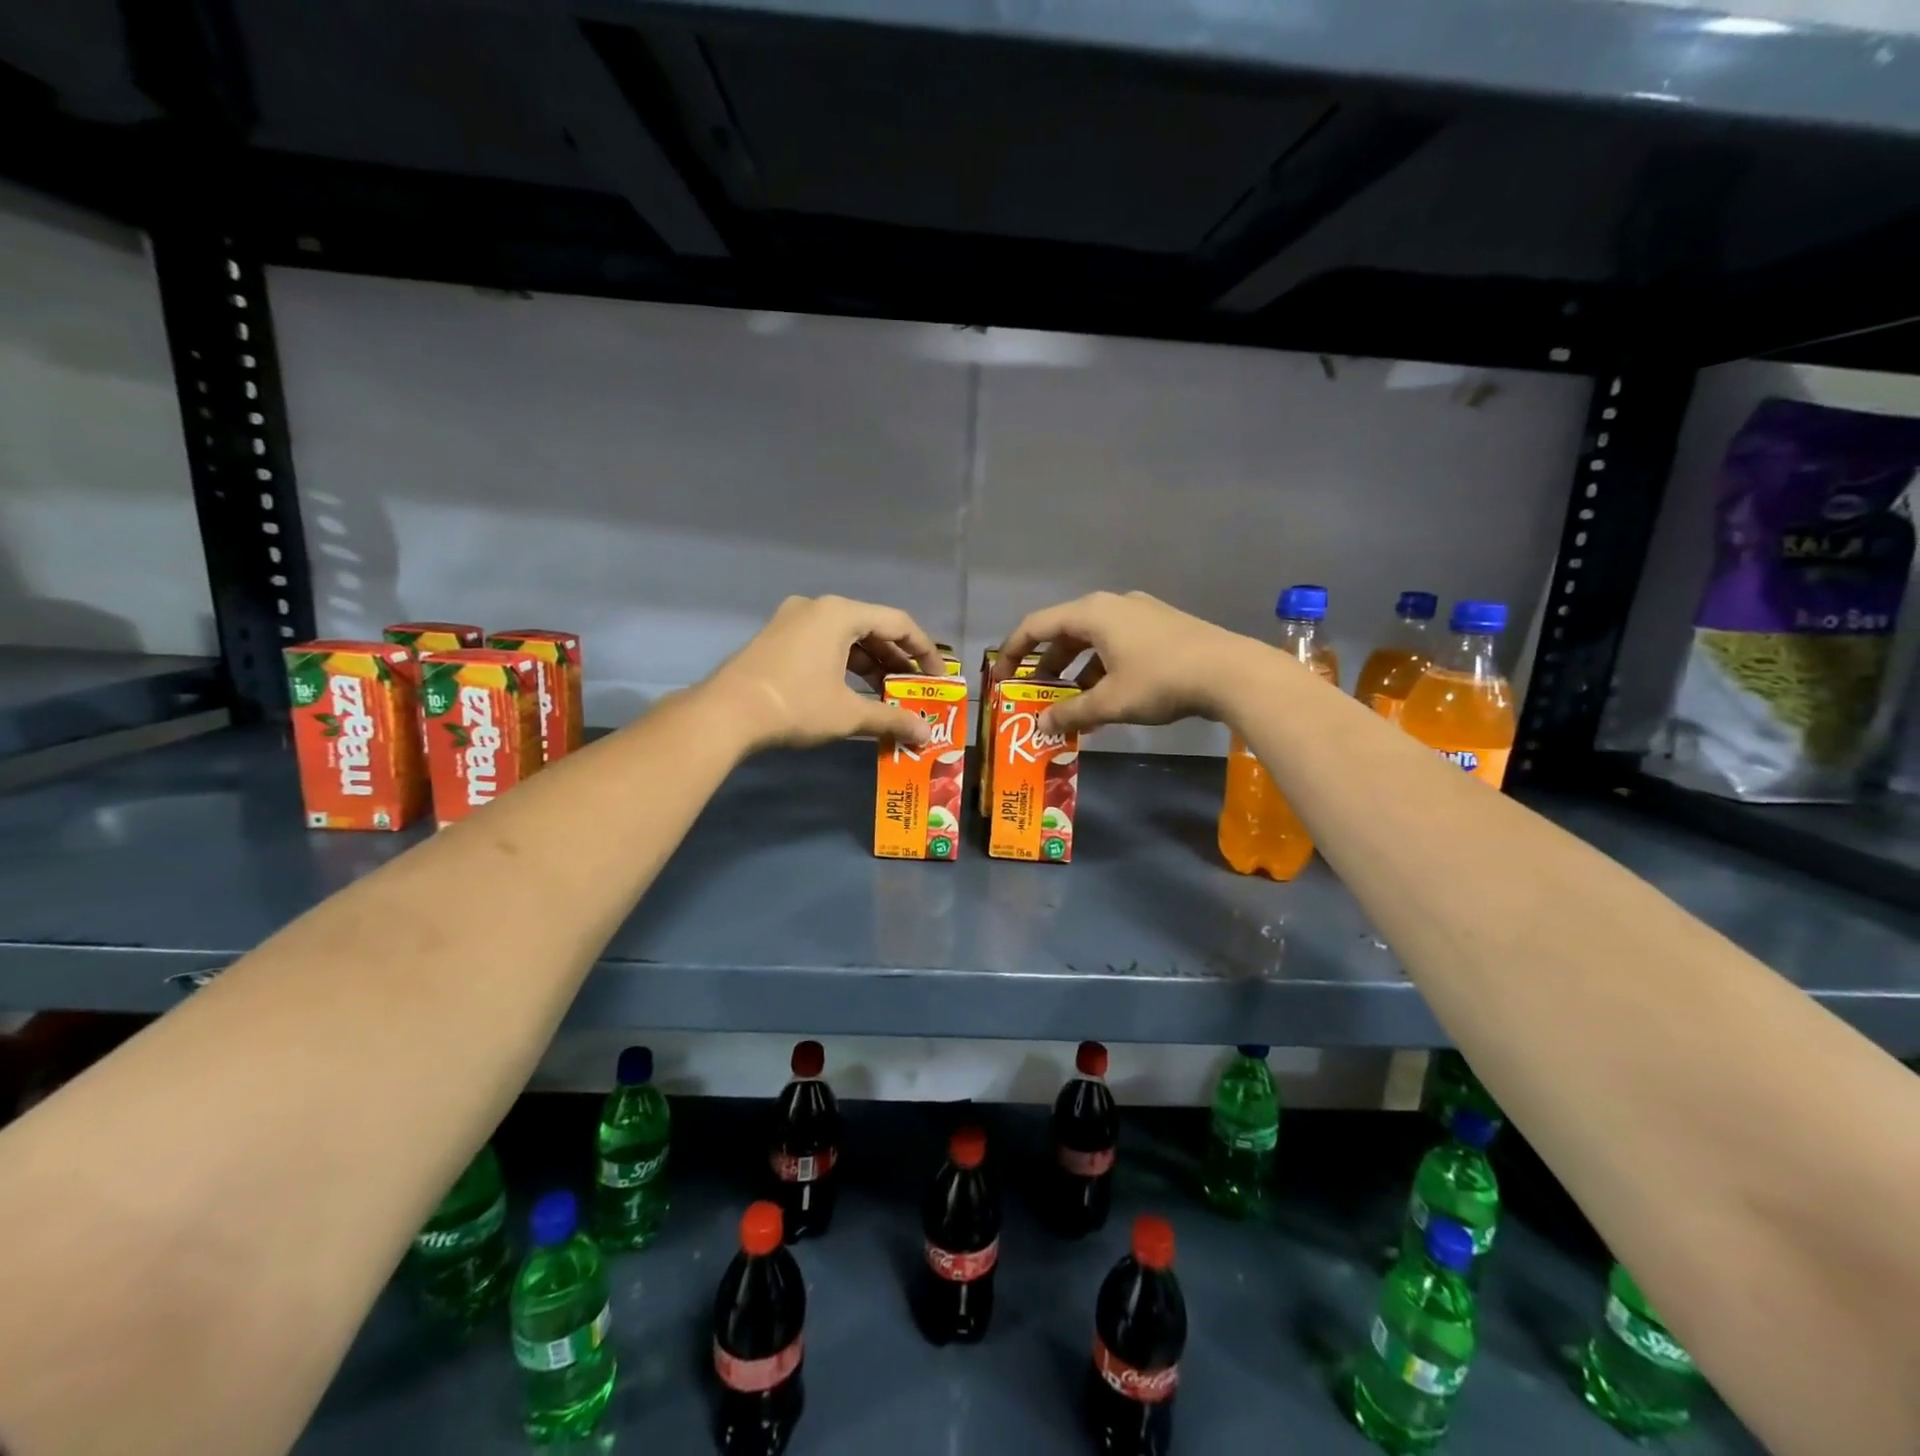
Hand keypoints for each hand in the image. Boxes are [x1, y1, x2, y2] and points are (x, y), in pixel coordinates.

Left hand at [706, 595, 942, 751]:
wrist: (725, 714)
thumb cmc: (795, 705)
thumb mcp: (849, 714)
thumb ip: (892, 718)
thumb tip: (926, 735)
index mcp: (840, 613)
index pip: (898, 624)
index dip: (925, 652)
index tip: (939, 678)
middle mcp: (818, 608)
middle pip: (873, 629)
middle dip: (898, 662)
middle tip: (916, 691)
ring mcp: (793, 620)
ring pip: (847, 639)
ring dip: (872, 666)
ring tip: (889, 697)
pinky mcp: (778, 638)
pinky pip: (825, 645)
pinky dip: (846, 666)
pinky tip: (855, 693)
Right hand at [993, 591, 1249, 734]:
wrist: (1231, 672)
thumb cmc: (1160, 681)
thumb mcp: (1110, 702)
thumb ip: (1071, 713)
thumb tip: (1040, 726)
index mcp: (1092, 613)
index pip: (1036, 625)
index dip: (1013, 652)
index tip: (1001, 679)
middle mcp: (1112, 604)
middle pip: (1064, 631)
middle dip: (1046, 665)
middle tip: (1034, 694)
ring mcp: (1139, 613)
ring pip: (1093, 640)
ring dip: (1075, 670)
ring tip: (1071, 704)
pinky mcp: (1161, 626)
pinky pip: (1117, 644)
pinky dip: (1101, 668)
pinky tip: (1106, 699)